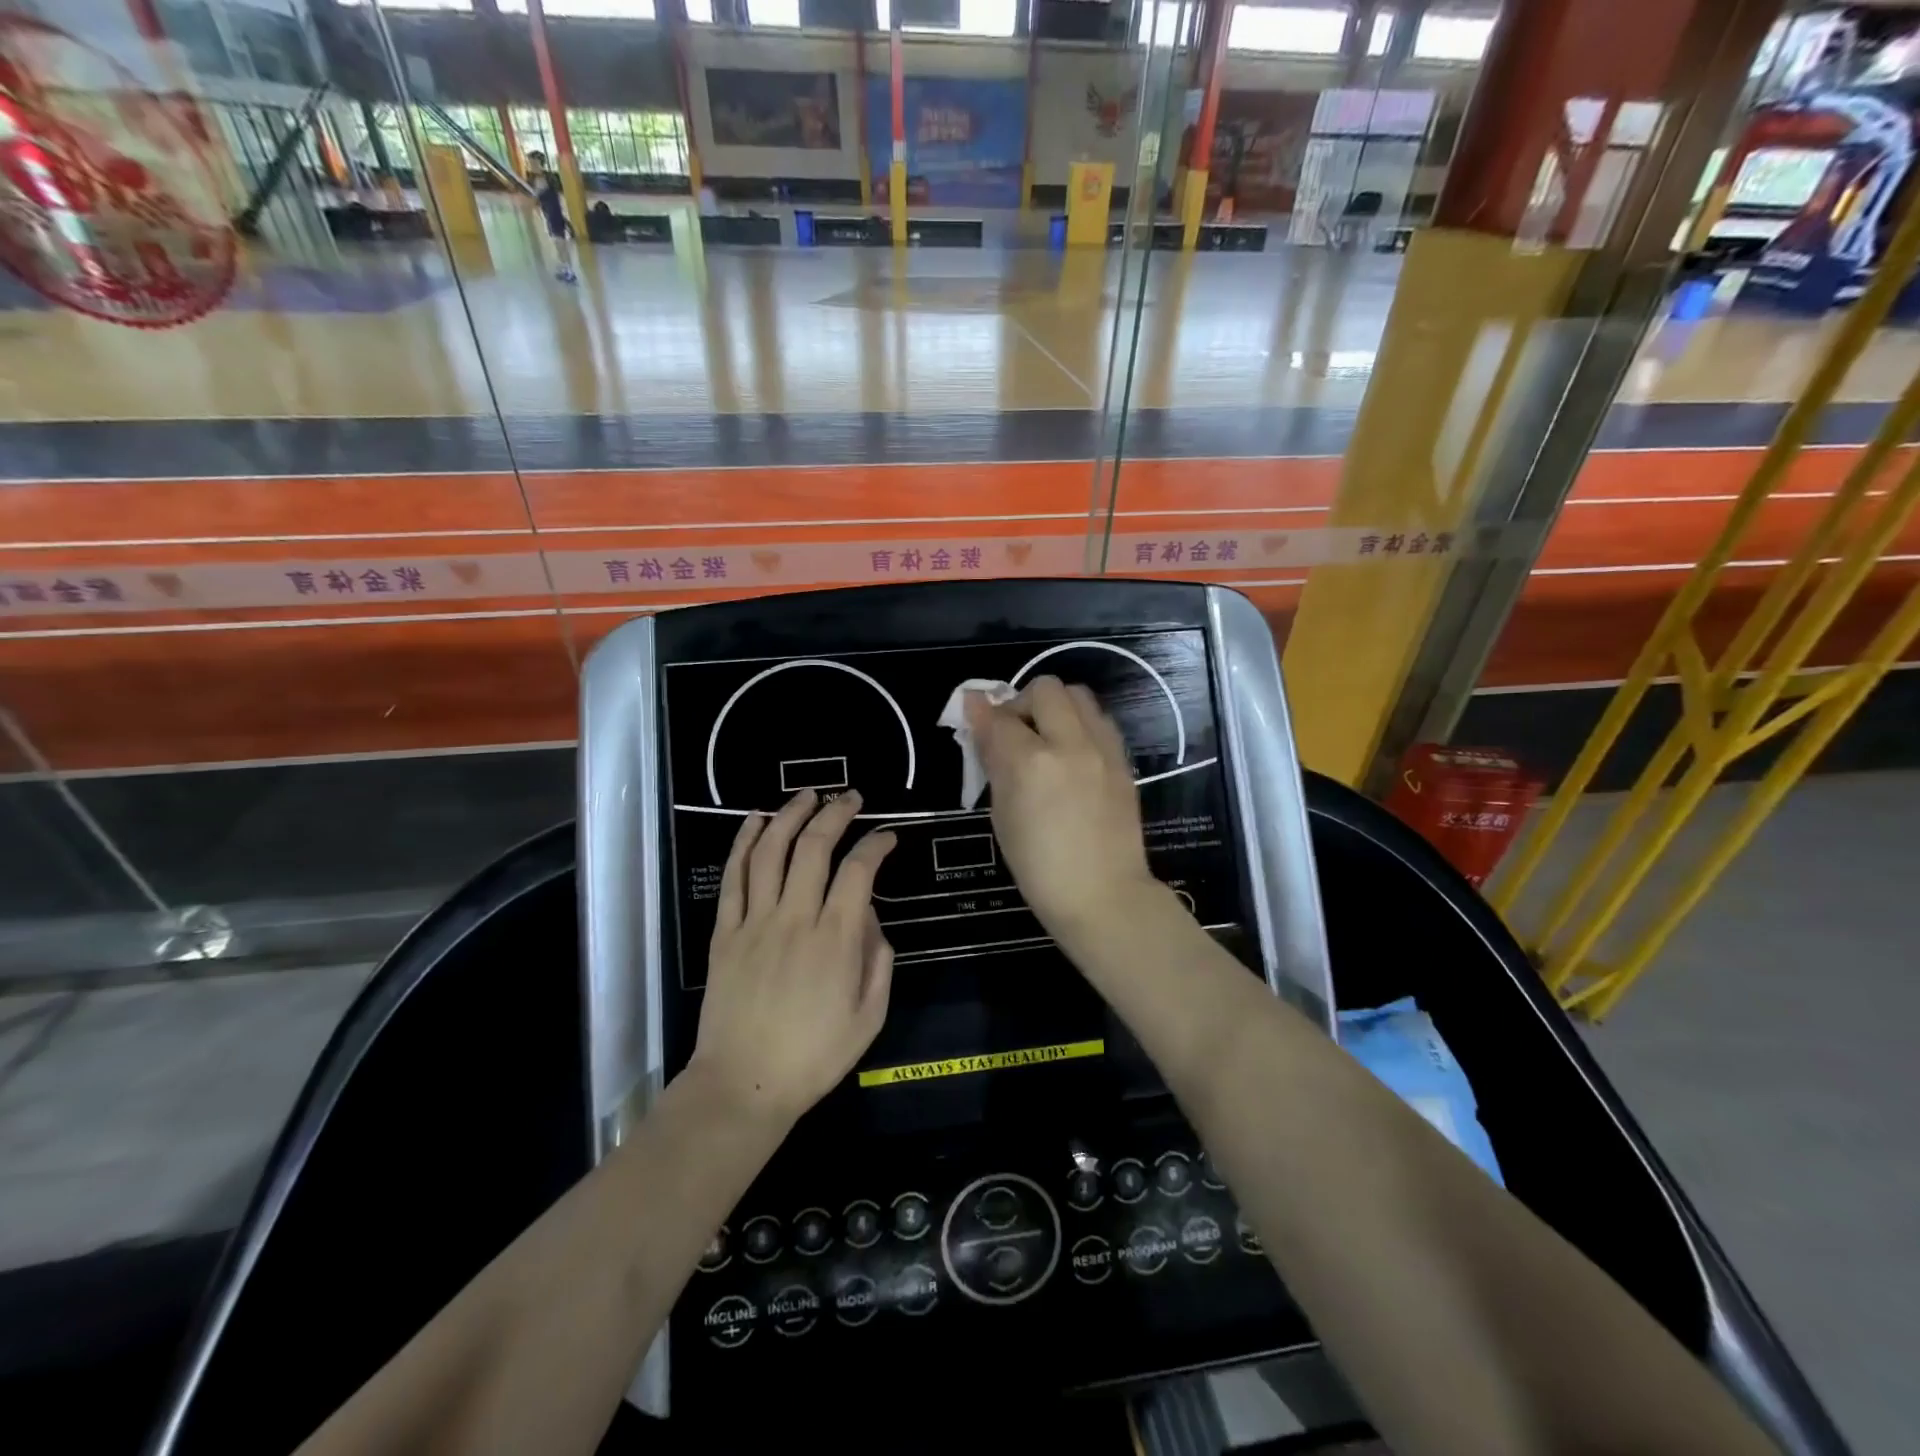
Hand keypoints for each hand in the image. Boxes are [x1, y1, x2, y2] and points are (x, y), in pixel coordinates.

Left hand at [691, 790, 896, 1125]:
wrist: (743, 1085)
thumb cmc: (814, 1056)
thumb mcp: (870, 1016)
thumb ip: (879, 960)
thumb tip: (870, 917)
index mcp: (836, 939)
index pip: (859, 871)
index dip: (876, 844)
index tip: (888, 836)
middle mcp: (795, 918)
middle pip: (814, 848)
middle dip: (836, 814)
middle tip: (850, 798)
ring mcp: (755, 922)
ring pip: (771, 851)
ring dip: (790, 815)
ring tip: (807, 795)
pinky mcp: (725, 932)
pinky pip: (734, 877)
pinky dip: (743, 843)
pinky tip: (755, 820)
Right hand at [965, 676, 1160, 943]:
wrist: (1103, 895)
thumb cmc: (1039, 867)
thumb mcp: (1002, 815)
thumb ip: (993, 759)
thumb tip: (978, 716)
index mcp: (1032, 763)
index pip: (1000, 717)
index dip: (982, 715)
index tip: (974, 718)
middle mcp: (1071, 744)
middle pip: (1046, 689)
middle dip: (1022, 702)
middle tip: (1015, 733)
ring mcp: (1103, 750)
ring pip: (1079, 696)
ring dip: (1055, 707)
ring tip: (1046, 740)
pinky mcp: (1123, 761)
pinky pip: (1099, 721)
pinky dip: (1079, 724)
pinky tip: (1071, 755)